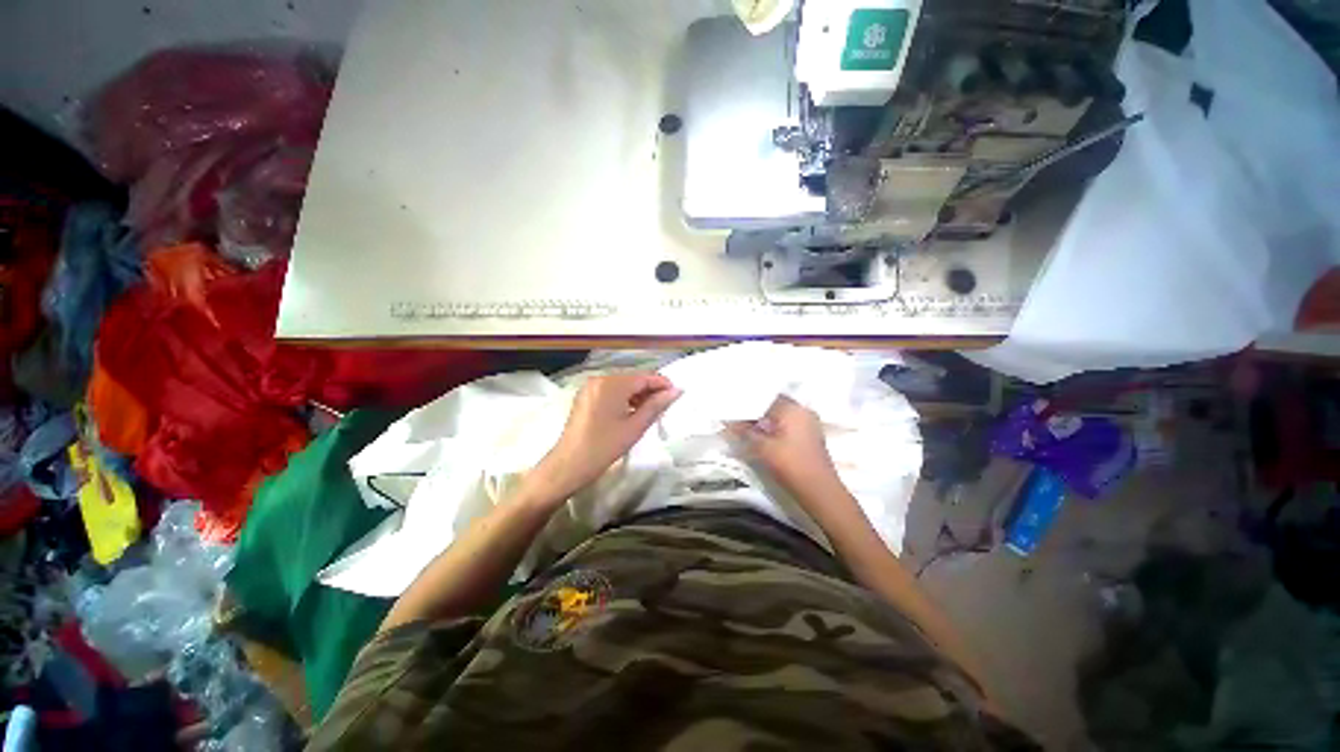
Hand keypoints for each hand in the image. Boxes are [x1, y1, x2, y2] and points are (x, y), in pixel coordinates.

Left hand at [529, 372, 681, 501]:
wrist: (568, 465)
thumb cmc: (604, 447)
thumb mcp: (634, 427)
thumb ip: (656, 406)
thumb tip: (676, 391)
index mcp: (611, 384)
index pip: (644, 377)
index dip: (662, 383)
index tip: (677, 393)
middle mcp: (599, 379)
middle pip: (632, 379)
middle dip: (650, 390)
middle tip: (666, 406)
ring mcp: (590, 387)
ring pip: (622, 385)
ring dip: (637, 395)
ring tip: (651, 411)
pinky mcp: (585, 397)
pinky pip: (610, 391)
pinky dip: (623, 398)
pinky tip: (632, 411)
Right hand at [727, 396, 841, 498]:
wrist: (819, 491)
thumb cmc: (791, 465)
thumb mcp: (762, 448)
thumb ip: (745, 431)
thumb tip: (729, 422)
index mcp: (793, 408)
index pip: (765, 396)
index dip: (748, 401)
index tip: (733, 405)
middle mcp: (803, 411)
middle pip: (774, 404)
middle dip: (755, 410)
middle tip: (736, 415)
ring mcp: (809, 423)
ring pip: (781, 415)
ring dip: (764, 419)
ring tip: (745, 425)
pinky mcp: (809, 436)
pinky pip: (788, 424)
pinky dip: (774, 427)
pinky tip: (761, 434)